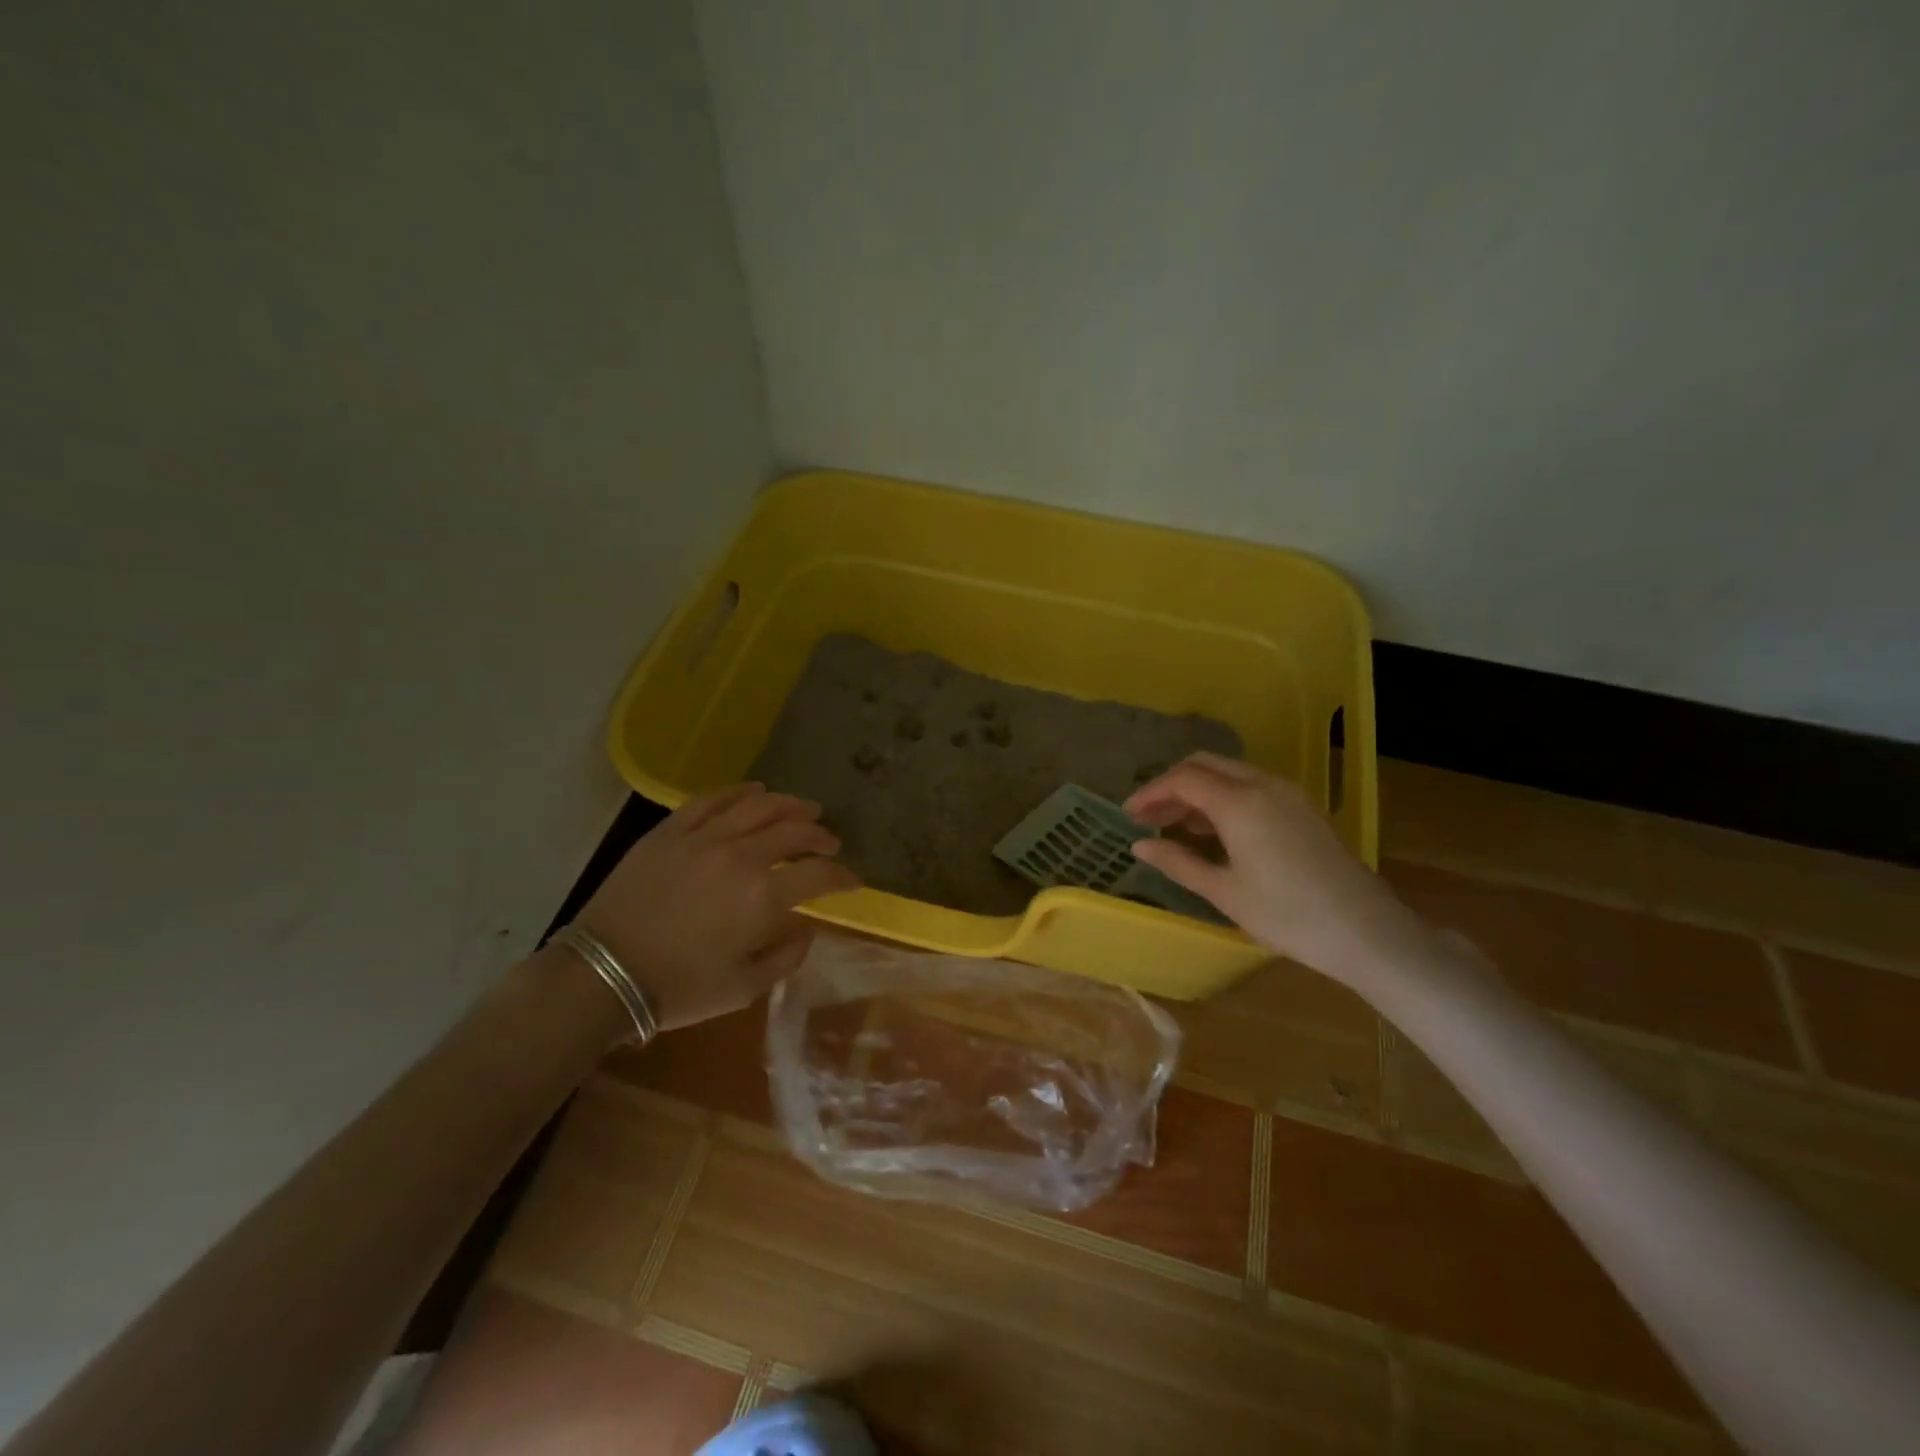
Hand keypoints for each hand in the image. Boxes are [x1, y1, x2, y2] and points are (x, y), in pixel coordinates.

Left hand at [573, 784, 859, 1030]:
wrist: (603, 974)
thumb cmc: (679, 988)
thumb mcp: (744, 989)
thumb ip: (786, 957)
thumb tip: (807, 928)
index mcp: (763, 898)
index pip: (819, 874)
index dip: (843, 876)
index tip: (854, 880)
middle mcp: (741, 857)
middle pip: (794, 831)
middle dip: (821, 835)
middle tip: (831, 842)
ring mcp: (704, 838)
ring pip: (758, 806)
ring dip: (789, 804)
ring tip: (805, 808)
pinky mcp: (670, 830)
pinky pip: (711, 800)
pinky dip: (739, 791)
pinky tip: (755, 790)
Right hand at [1125, 753, 1428, 986]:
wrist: (1366, 931)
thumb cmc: (1287, 915)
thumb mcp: (1224, 892)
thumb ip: (1178, 862)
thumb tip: (1139, 845)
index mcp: (1239, 803)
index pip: (1182, 780)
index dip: (1150, 793)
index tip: (1128, 815)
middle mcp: (1263, 785)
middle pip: (1205, 765)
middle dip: (1172, 785)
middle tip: (1149, 816)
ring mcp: (1287, 793)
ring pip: (1229, 773)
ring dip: (1198, 790)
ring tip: (1174, 825)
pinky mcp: (1302, 808)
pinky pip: (1251, 786)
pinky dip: (1223, 797)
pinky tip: (1213, 830)